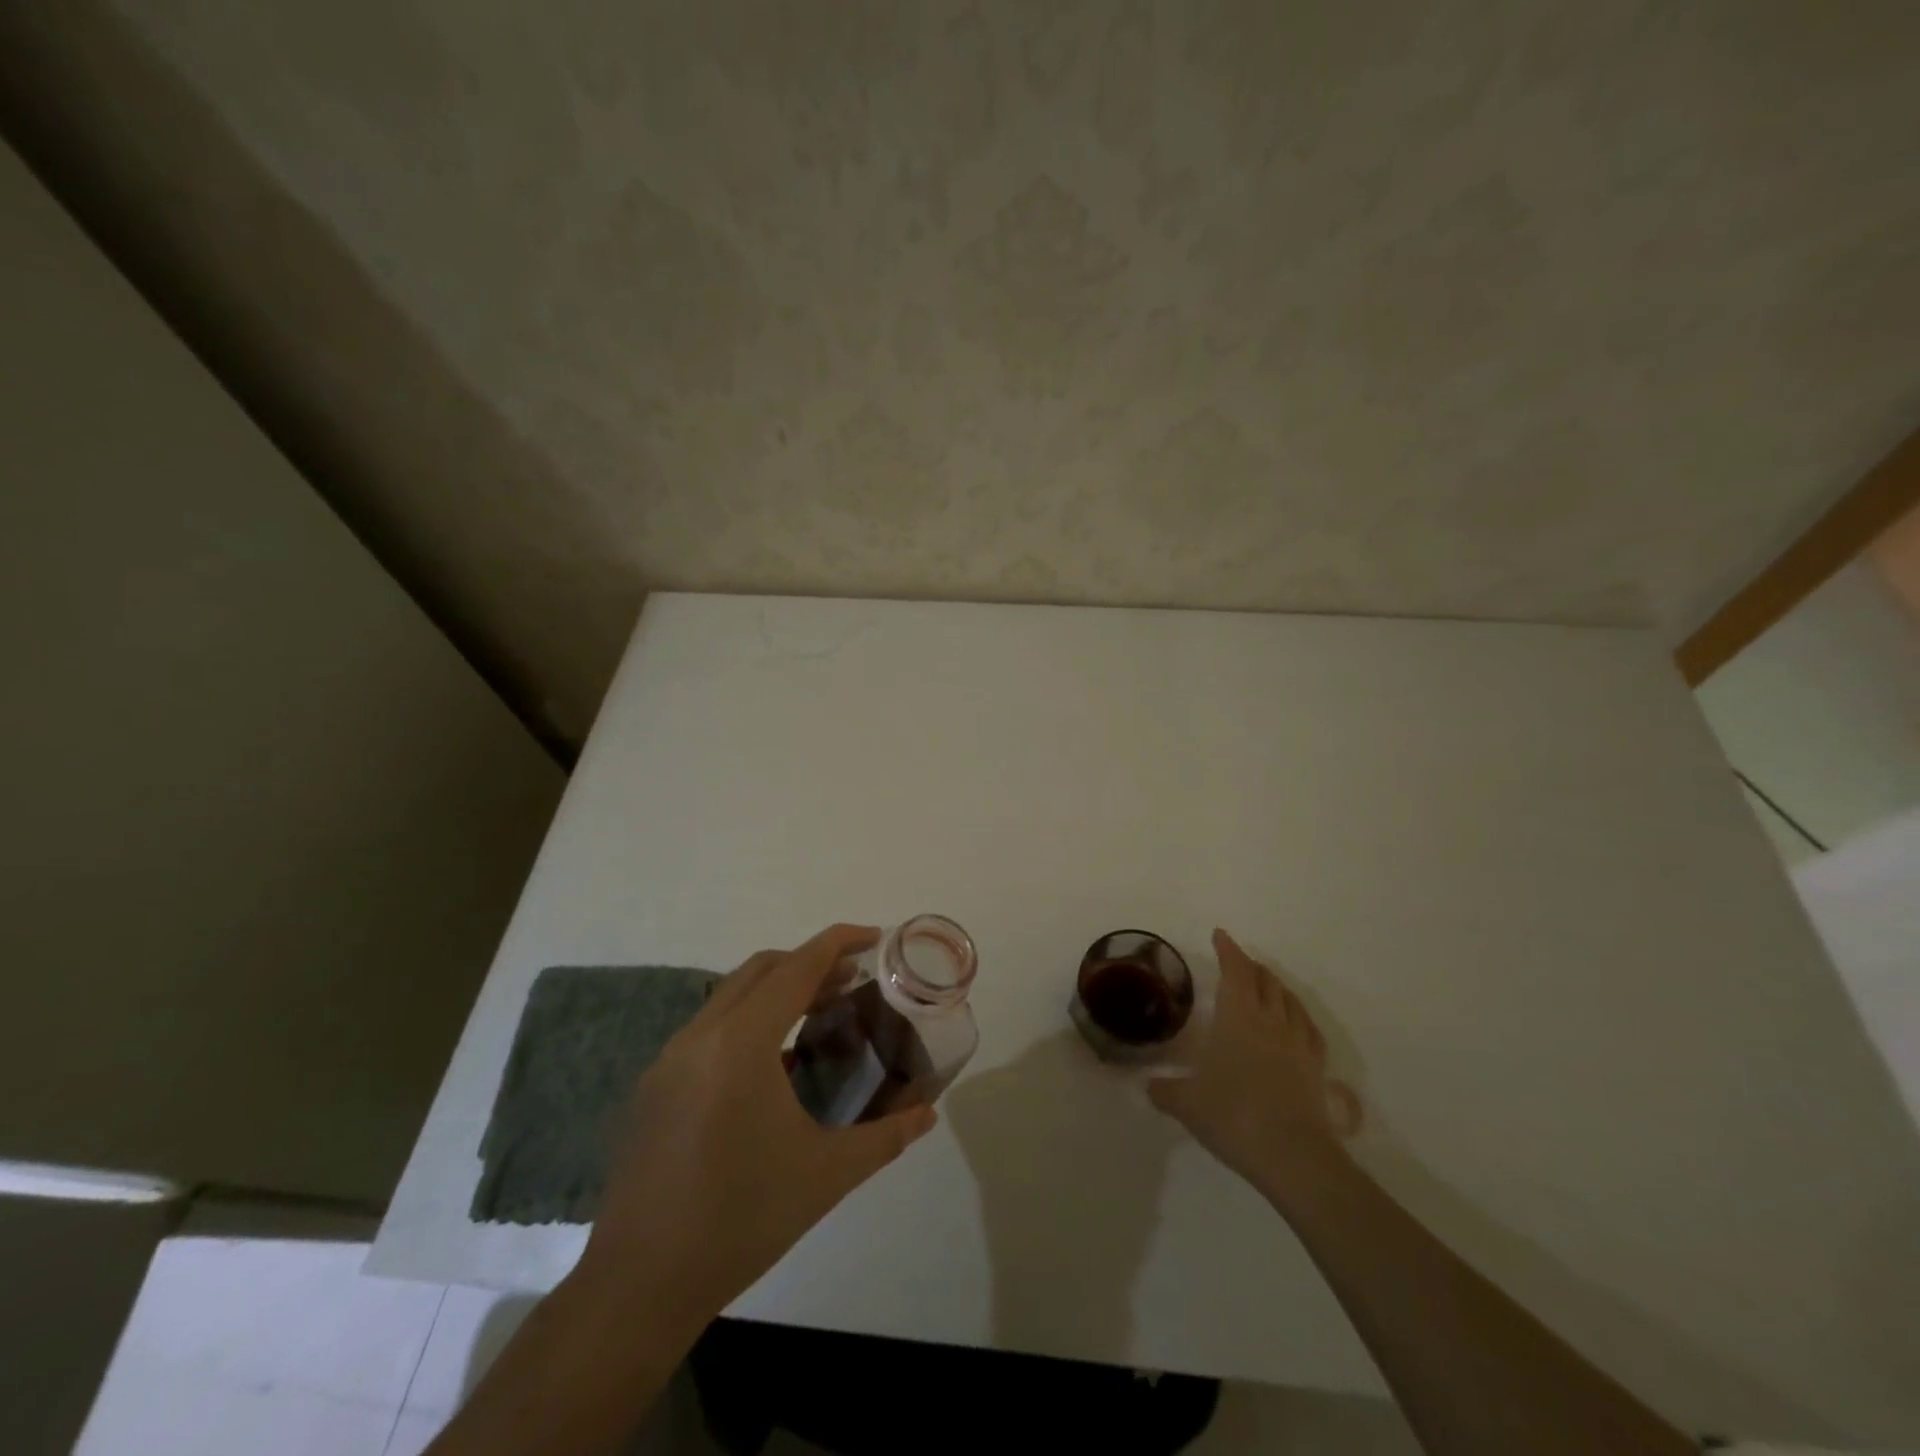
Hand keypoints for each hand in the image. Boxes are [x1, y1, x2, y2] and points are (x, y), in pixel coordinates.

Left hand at [576, 924, 936, 1330]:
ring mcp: (670, 1059)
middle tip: (854, 979)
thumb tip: (928, 1113)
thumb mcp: (827, 1175)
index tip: (873, 936)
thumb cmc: (742, 1220)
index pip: (797, 968)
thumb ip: (886, 1136)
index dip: (838, 943)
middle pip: (762, 969)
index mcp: (741, 1044)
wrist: (641, 1285)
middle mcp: (700, 1036)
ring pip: (732, 995)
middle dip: (810, 962)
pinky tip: (776, 1064)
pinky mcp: (655, 1085)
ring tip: (821, 1013)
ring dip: (778, 990)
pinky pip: (710, 1028)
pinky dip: (749, 1020)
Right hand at [1148, 928, 1360, 1206]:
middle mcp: (1270, 1021)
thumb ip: (1165, 1090)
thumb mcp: (1186, 1103)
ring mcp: (1298, 1043)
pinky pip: (1309, 1029)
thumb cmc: (1234, 1116)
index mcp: (1238, 1017)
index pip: (1235, 971)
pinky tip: (1296, 1023)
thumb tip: (1148, 1085)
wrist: (1293, 1156)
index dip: (1228, 950)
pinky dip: (1298, 1015)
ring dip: (1276, 986)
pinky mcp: (1316, 1068)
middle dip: (1251, 966)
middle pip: (1265, 980)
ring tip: (1267, 984)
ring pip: (1290, 1000)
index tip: (1220, 935)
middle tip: (1238, 962)